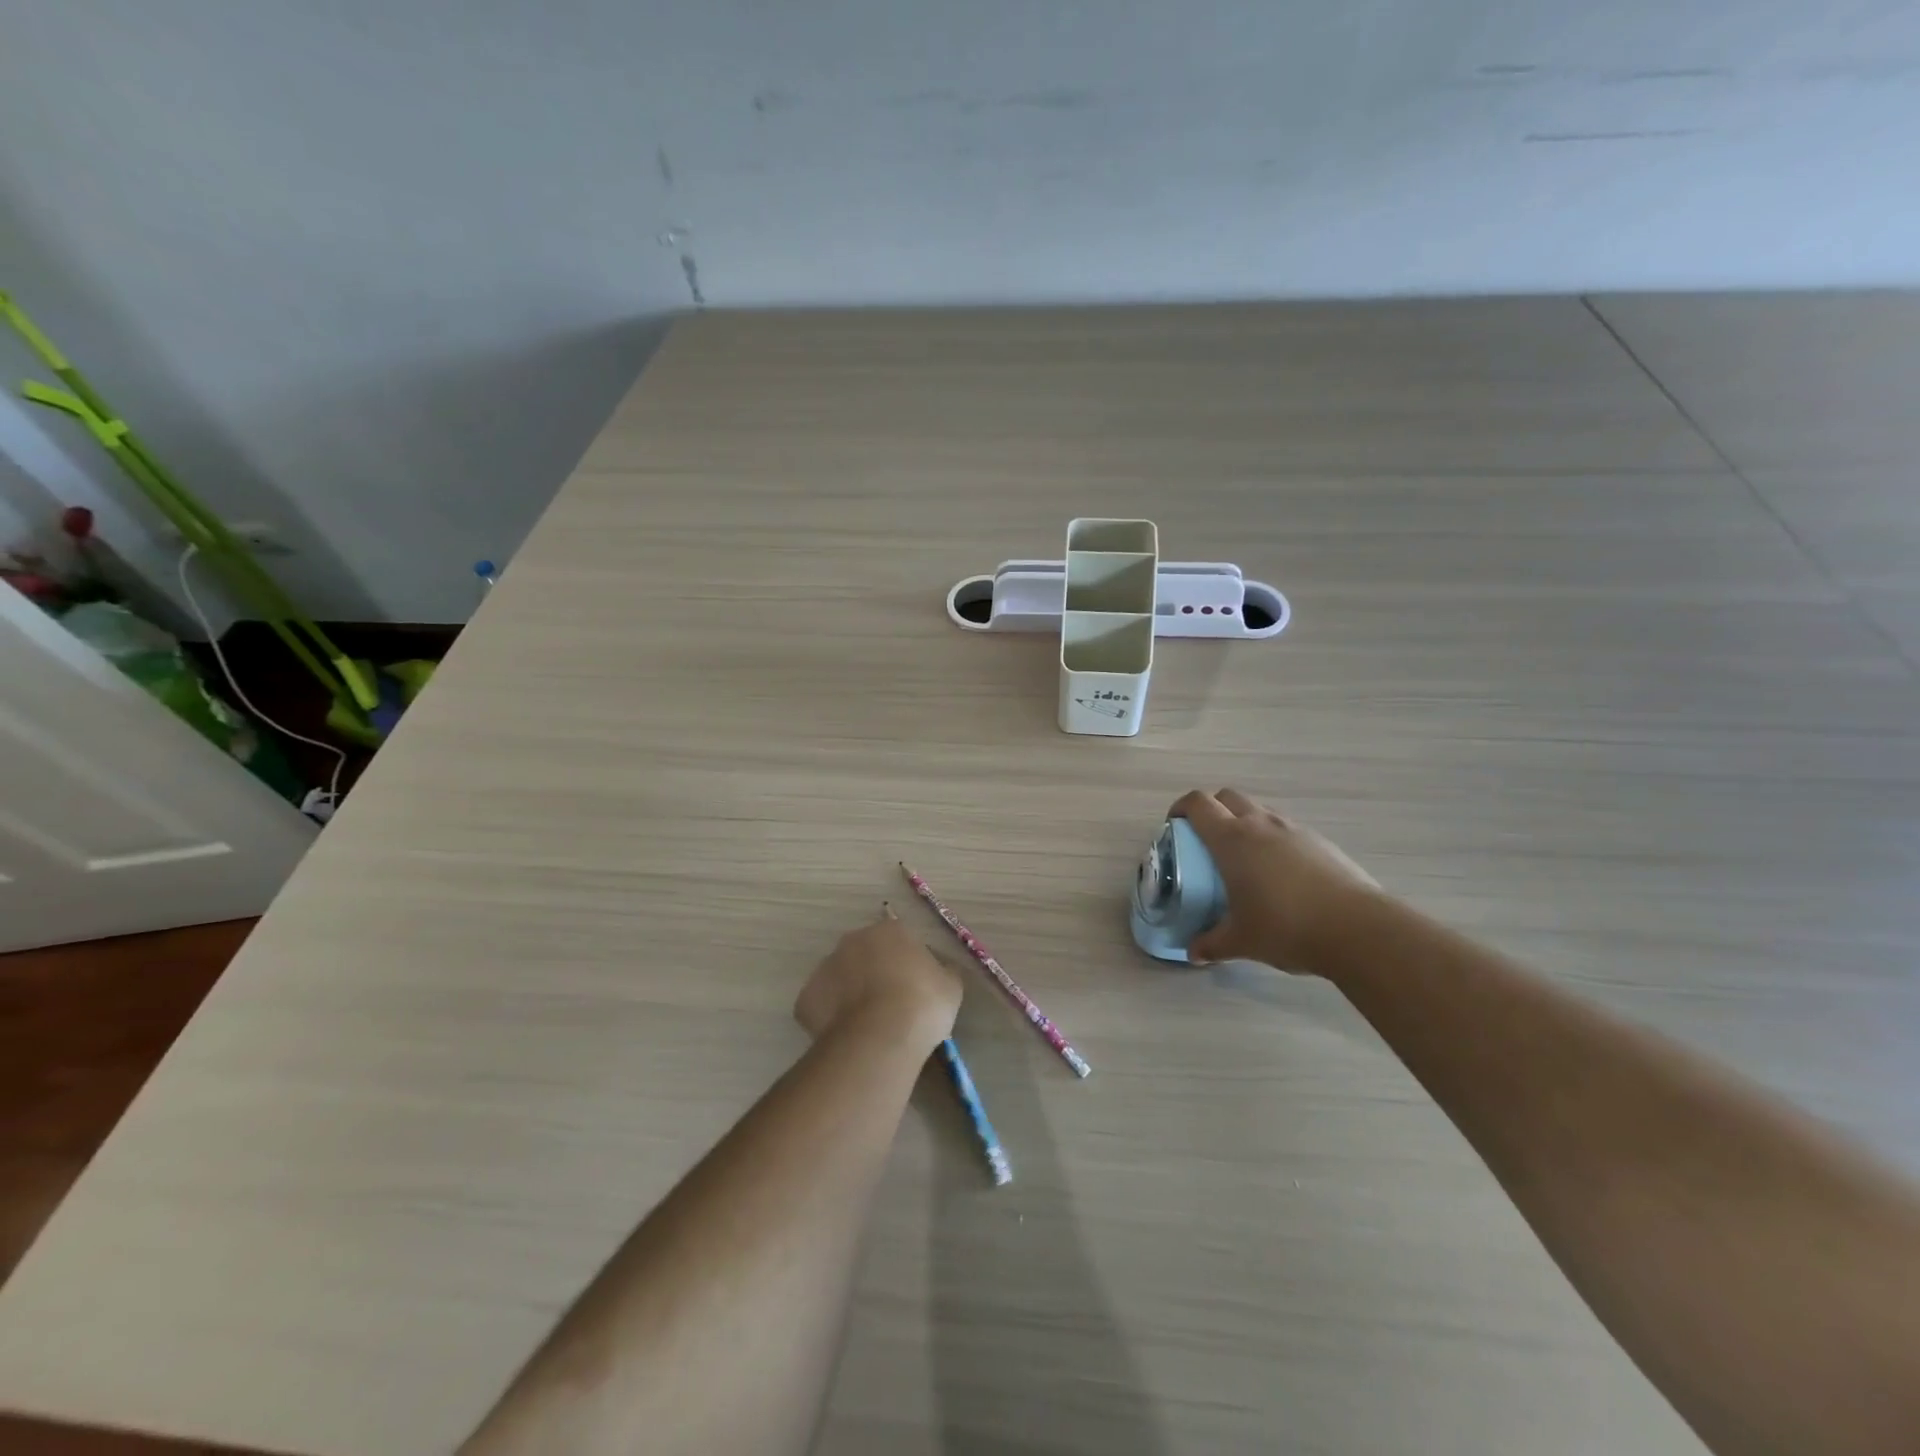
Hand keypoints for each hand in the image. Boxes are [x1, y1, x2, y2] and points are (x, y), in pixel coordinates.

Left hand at [795, 908, 962, 1051]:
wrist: (880, 1037)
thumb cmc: (922, 1003)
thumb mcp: (951, 985)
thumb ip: (942, 971)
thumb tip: (939, 970)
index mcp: (889, 930)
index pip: (899, 940)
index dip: (907, 964)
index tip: (915, 988)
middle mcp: (853, 940)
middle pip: (865, 954)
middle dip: (875, 974)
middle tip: (891, 1005)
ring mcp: (824, 967)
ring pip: (840, 978)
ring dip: (851, 994)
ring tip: (869, 1026)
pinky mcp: (805, 998)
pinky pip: (822, 1006)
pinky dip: (832, 1018)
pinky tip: (848, 1037)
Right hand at [1170, 788, 1379, 972]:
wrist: (1358, 929)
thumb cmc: (1285, 927)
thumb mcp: (1241, 941)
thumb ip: (1212, 944)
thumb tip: (1194, 953)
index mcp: (1232, 839)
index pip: (1198, 804)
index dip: (1181, 808)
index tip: (1174, 826)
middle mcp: (1260, 824)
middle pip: (1228, 797)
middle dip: (1212, 810)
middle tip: (1206, 839)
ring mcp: (1294, 830)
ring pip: (1260, 810)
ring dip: (1245, 823)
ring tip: (1244, 858)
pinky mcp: (1321, 842)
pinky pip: (1286, 829)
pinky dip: (1273, 840)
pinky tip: (1280, 875)